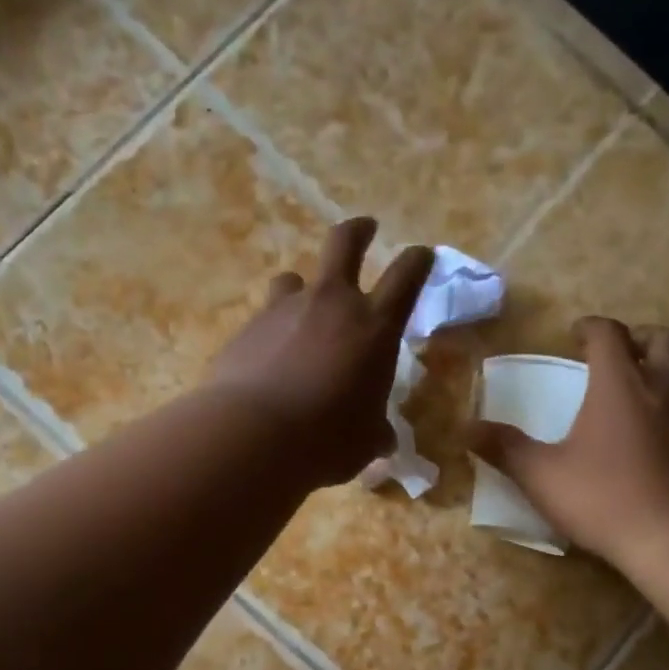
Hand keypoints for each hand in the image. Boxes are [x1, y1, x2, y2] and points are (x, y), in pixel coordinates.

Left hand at [206, 218, 433, 486]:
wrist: (253, 437)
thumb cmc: (327, 440)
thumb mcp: (365, 441)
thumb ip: (375, 431)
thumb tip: (382, 438)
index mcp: (374, 326)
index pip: (406, 276)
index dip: (418, 260)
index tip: (421, 254)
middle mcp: (331, 304)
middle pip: (345, 242)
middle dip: (358, 231)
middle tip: (364, 228)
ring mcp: (284, 310)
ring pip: (294, 279)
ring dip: (302, 290)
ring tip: (301, 312)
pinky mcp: (246, 328)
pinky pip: (264, 320)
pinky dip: (271, 333)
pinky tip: (267, 361)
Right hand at [468, 317, 668, 565]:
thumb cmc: (605, 498)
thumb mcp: (542, 476)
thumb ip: (505, 449)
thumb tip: (465, 428)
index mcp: (621, 384)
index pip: (609, 334)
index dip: (589, 327)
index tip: (573, 335)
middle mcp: (663, 389)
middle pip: (663, 339)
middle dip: (637, 338)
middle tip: (611, 356)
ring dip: (655, 372)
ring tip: (625, 398)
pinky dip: (667, 408)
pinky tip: (645, 439)